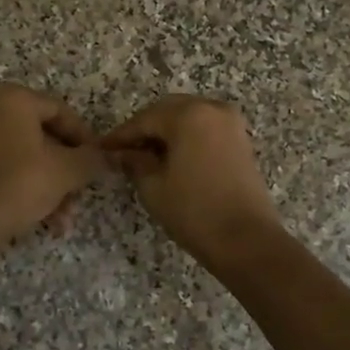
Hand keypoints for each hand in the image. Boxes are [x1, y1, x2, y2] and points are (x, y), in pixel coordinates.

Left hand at [0, 83, 102, 242]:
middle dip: (68, 169)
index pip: (61, 112)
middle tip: (82, 192)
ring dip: (53, 185)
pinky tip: (48, 220)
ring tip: (66, 217)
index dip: (85, 138)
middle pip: (46, 136)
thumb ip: (93, 159)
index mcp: (14, 99)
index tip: (99, 161)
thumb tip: (110, 156)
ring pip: (30, 157)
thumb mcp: (67, 170)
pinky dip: (31, 188)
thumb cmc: (22, 182)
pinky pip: (11, 168)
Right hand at [101, 95, 282, 264]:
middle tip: (122, 151)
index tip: (102, 148)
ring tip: (145, 156)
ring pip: (188, 117)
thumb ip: (134, 162)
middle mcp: (212, 108)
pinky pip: (205, 128)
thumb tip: (121, 153)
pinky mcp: (241, 140)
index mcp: (188, 115)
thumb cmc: (194, 211)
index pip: (144, 119)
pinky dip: (186, 137)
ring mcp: (231, 123)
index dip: (121, 135)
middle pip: (168, 111)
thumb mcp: (153, 187)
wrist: (247, 240)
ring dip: (166, 132)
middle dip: (144, 128)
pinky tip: (172, 158)